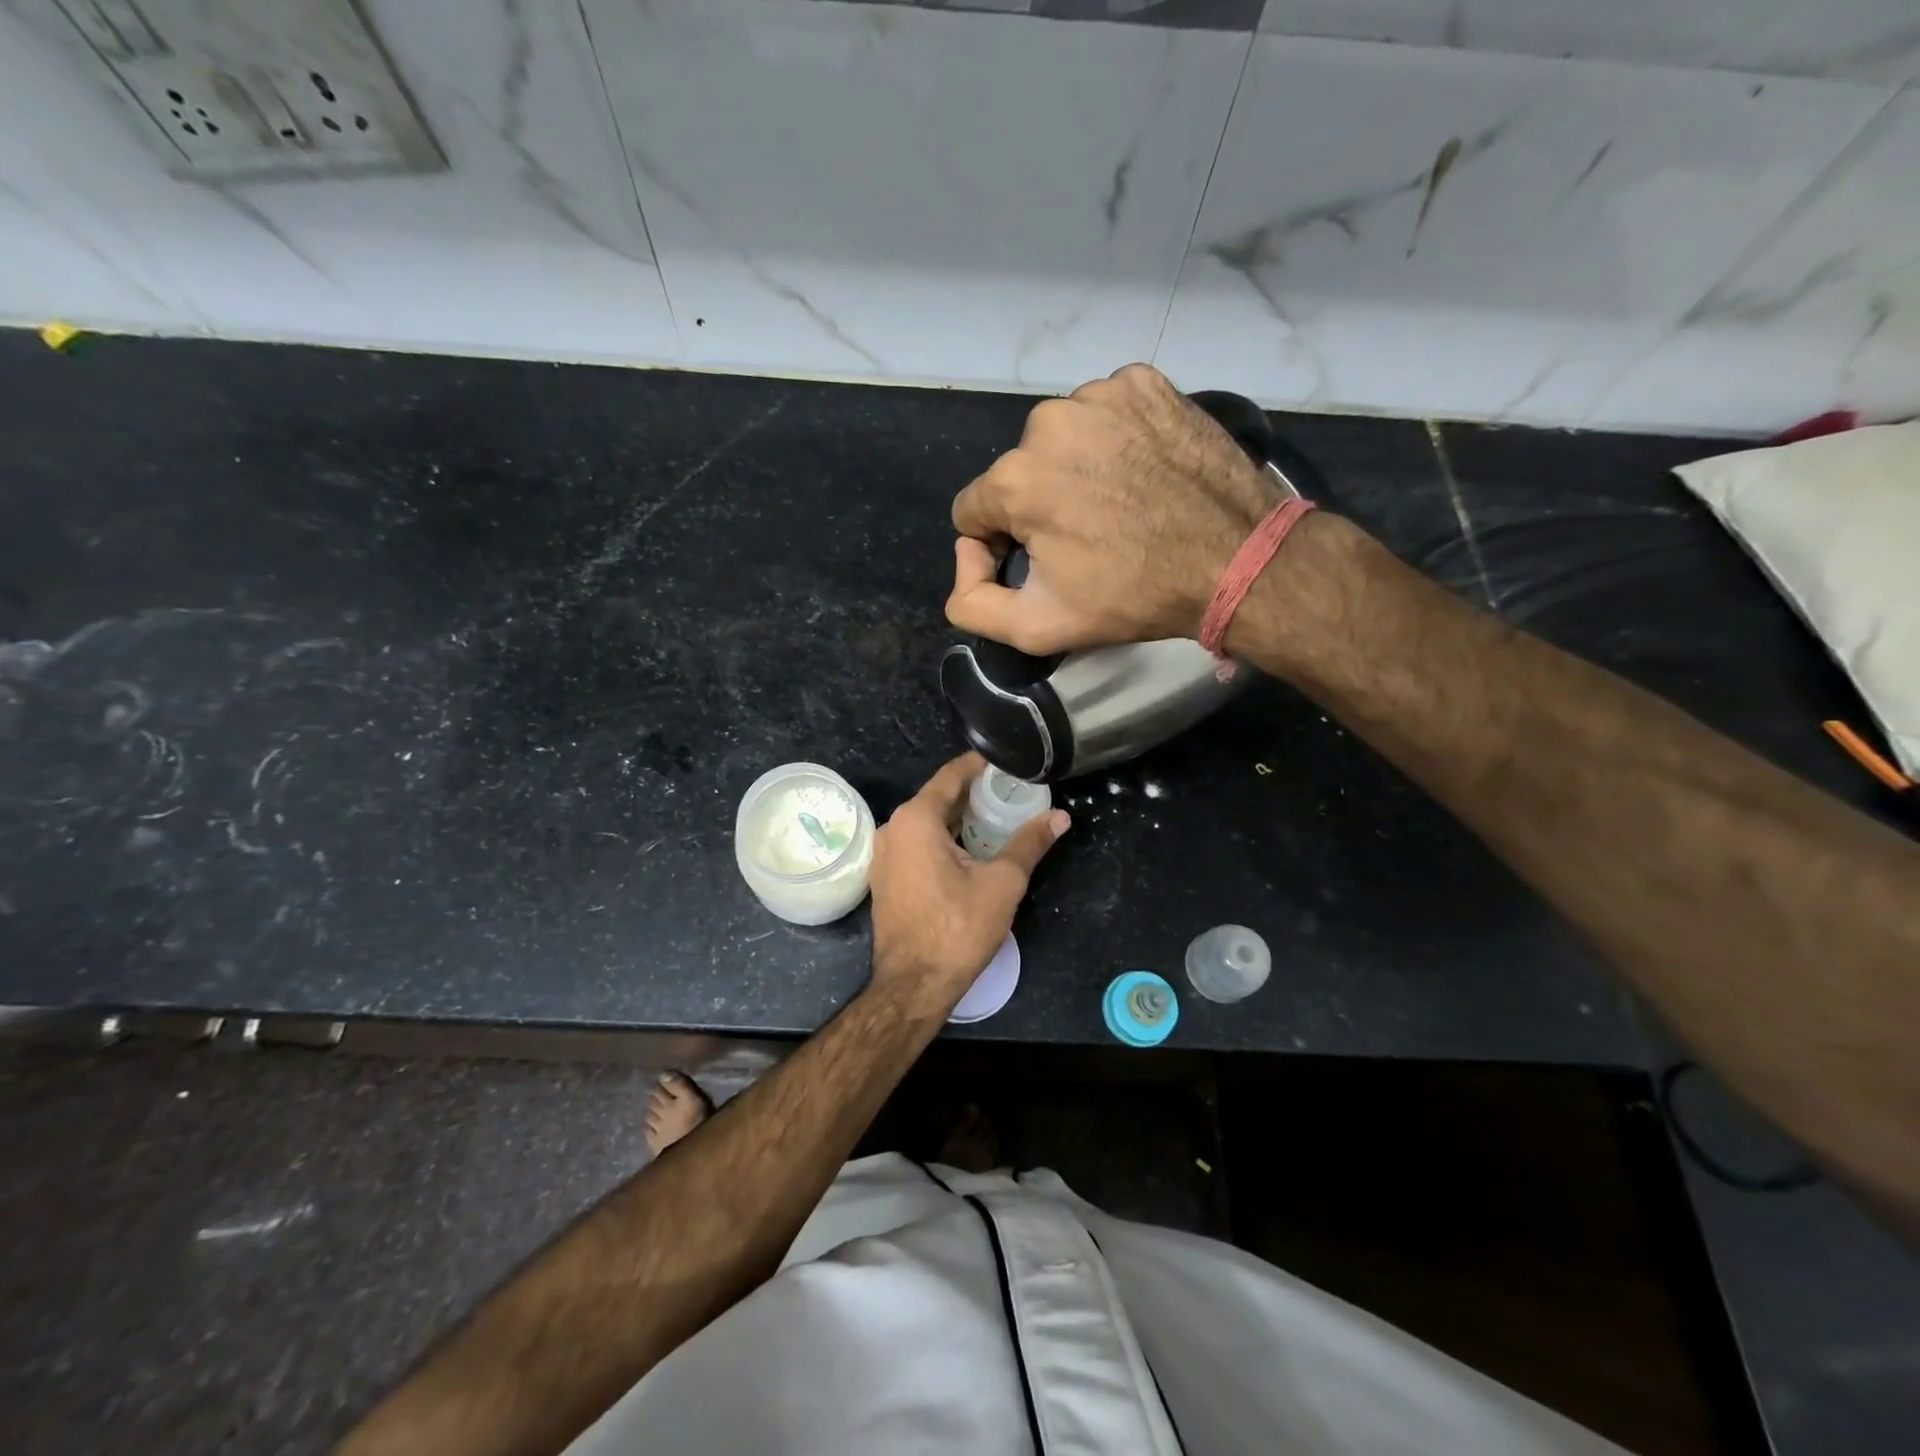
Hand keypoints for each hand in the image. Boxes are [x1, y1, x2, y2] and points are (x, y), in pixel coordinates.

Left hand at [868, 752, 1068, 1014]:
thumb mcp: (1002, 882)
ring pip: (927, 823)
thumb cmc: (958, 928)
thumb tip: (1060, 817)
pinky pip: (917, 844)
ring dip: (961, 819)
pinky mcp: (886, 877)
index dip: (981, 765)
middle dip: (975, 794)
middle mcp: (894, 828)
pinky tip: (971, 850)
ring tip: (998, 819)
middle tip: (1012, 792)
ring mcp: (885, 854)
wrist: (914, 985)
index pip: (952, 775)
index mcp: (916, 818)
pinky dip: (944, 840)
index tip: (1008, 761)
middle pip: (939, 798)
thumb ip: (1029, 843)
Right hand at [947, 363, 1278, 654]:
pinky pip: (1104, 412)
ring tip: (1118, 503)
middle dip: (1039, 505)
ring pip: (1059, 439)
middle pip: (1017, 473)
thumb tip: (963, 563)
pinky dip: (1113, 439)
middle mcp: (1048, 422)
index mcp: (1016, 478)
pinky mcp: (1144, 383)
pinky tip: (1141, 469)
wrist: (1234, 560)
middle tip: (1088, 538)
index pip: (973, 511)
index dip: (998, 545)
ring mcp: (1101, 395)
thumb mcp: (1037, 626)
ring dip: (1075, 469)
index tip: (1040, 563)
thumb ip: (971, 605)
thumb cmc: (1132, 596)